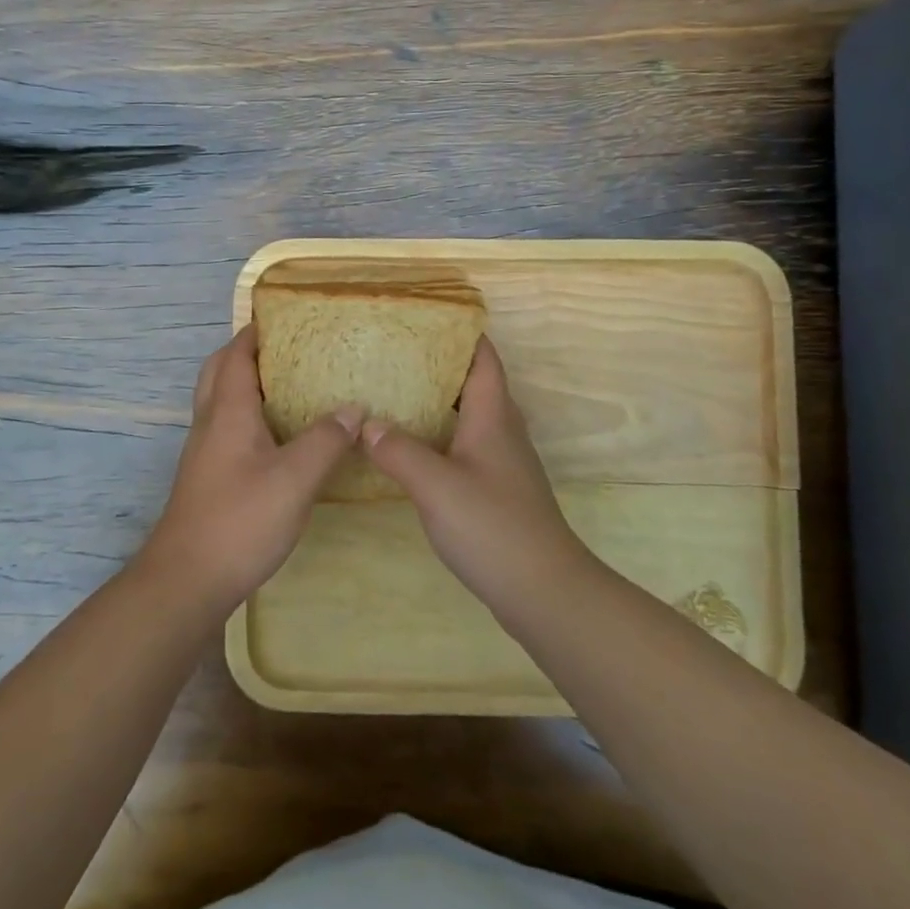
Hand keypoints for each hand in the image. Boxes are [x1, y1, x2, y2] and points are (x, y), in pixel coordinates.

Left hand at [141, 326, 362, 612]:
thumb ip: (326, 440)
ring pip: (220, 400)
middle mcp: (210, 423)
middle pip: (219, 371)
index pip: (235, 355)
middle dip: (246, 352)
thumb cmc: (240, 520)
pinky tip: (277, 436)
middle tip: (286, 349)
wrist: (187, 580)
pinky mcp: (207, 476)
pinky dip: (247, 414)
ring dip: (245, 383)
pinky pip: (225, 427)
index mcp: (227, 412)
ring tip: (288, 385)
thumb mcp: (295, 479)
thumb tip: (354, 409)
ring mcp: (204, 452)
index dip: (255, 332)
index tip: (284, 317)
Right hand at [362, 337, 590, 610]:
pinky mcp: (497, 489)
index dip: (462, 333)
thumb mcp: (436, 485)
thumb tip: (367, 423)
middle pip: (474, 383)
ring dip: (438, 402)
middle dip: (439, 365)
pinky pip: (465, 445)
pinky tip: (411, 448)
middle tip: (395, 355)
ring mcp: (502, 462)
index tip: (426, 319)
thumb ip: (399, 450)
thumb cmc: (492, 526)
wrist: (542, 590)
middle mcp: (502, 430)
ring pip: (469, 416)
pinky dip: (440, 436)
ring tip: (395, 395)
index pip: (483, 359)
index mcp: (493, 416)